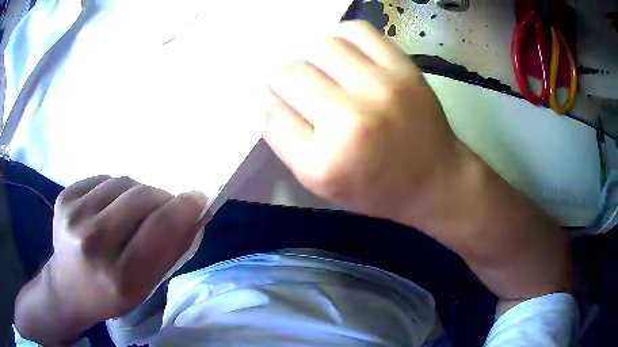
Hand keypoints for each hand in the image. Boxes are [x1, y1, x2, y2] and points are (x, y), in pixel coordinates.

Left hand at [15, 176, 208, 344]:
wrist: (68, 288)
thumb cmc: (111, 294)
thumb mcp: (146, 286)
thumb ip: (171, 250)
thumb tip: (194, 214)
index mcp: (120, 277)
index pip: (159, 228)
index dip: (183, 208)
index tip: (196, 198)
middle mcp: (93, 243)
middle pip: (141, 197)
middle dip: (161, 198)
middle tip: (164, 206)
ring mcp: (73, 216)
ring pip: (122, 182)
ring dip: (136, 193)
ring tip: (132, 210)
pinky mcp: (64, 198)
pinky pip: (102, 179)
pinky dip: (113, 190)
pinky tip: (108, 208)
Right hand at [264, 20, 460, 221]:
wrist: (434, 179)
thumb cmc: (375, 187)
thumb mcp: (321, 182)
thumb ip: (286, 141)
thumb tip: (267, 95)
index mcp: (324, 162)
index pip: (271, 112)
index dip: (269, 99)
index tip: (276, 97)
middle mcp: (350, 121)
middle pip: (291, 72)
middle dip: (285, 76)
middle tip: (299, 84)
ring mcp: (381, 88)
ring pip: (320, 45)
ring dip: (310, 54)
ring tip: (321, 67)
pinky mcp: (404, 69)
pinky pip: (357, 31)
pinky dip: (341, 35)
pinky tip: (343, 51)